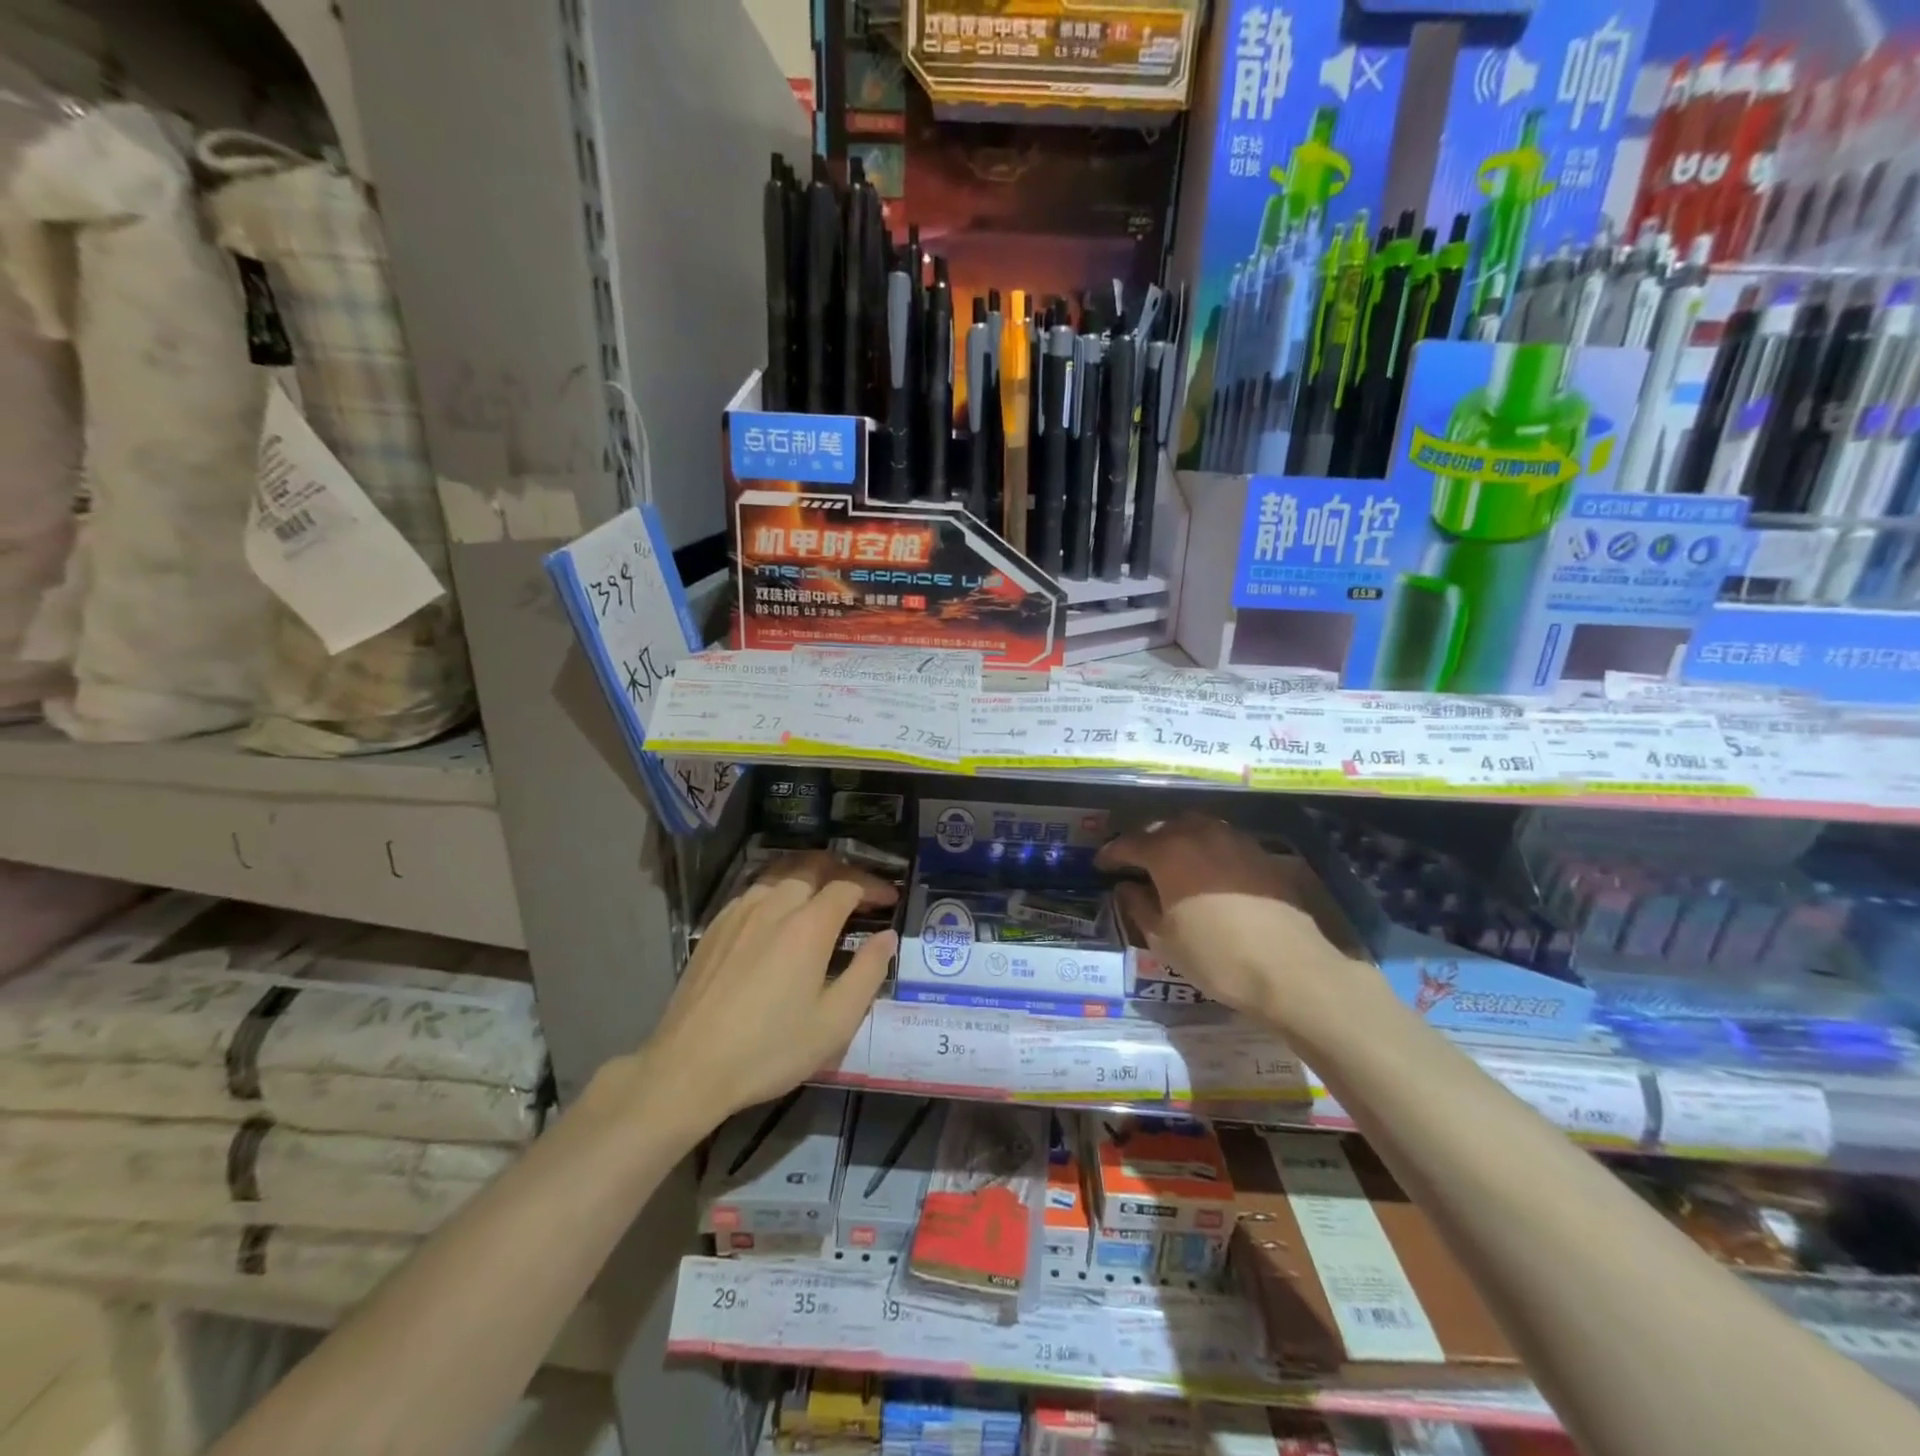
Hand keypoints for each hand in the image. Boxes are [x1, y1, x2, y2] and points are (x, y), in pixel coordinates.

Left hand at [641, 851, 898, 1124]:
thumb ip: (868, 972)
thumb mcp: (835, 1022)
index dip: (873, 887)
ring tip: (823, 894)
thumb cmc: (770, 1049)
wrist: (688, 1068)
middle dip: (843, 871)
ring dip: (809, 875)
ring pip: (780, 873)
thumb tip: (887, 937)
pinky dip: (778, 889)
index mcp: (808, 926)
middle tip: (861, 891)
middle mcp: (773, 906)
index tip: (889, 900)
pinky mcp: (715, 927)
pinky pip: (754, 891)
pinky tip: (779, 912)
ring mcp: (739, 913)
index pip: (847, 886)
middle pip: (813, 867)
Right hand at [1096, 814, 1353, 1027]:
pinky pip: (1222, 840)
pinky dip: (1207, 849)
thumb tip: (1126, 887)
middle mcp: (1199, 834)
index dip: (1111, 854)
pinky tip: (1208, 872)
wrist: (1289, 969)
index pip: (1129, 844)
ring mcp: (1234, 839)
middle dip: (1145, 842)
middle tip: (1135, 863)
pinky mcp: (1260, 853)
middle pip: (1163, 828)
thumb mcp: (1162, 939)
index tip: (1101, 865)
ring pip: (1196, 828)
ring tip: (1172, 862)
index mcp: (1167, 851)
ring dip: (1178, 840)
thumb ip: (1138, 906)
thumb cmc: (1215, 956)